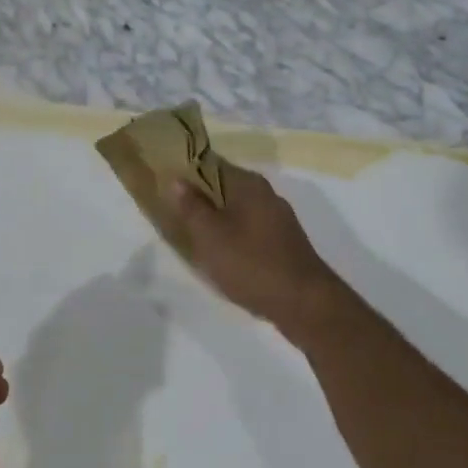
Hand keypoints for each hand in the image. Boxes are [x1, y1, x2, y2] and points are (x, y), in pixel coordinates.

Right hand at [172, 162, 346, 335]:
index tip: (164, 185)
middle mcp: (266, 194)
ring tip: (192, 236)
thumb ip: (192, 207)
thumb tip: (178, 180)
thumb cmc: (251, 264)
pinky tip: (221, 254)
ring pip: (237, 211)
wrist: (303, 302)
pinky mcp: (283, 242)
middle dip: (200, 198)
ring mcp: (278, 219)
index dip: (187, 172)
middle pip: (225, 188)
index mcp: (249, 184)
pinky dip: (232, 236)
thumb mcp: (210, 236)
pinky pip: (249, 230)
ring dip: (216, 220)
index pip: (211, 164)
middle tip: (173, 213)